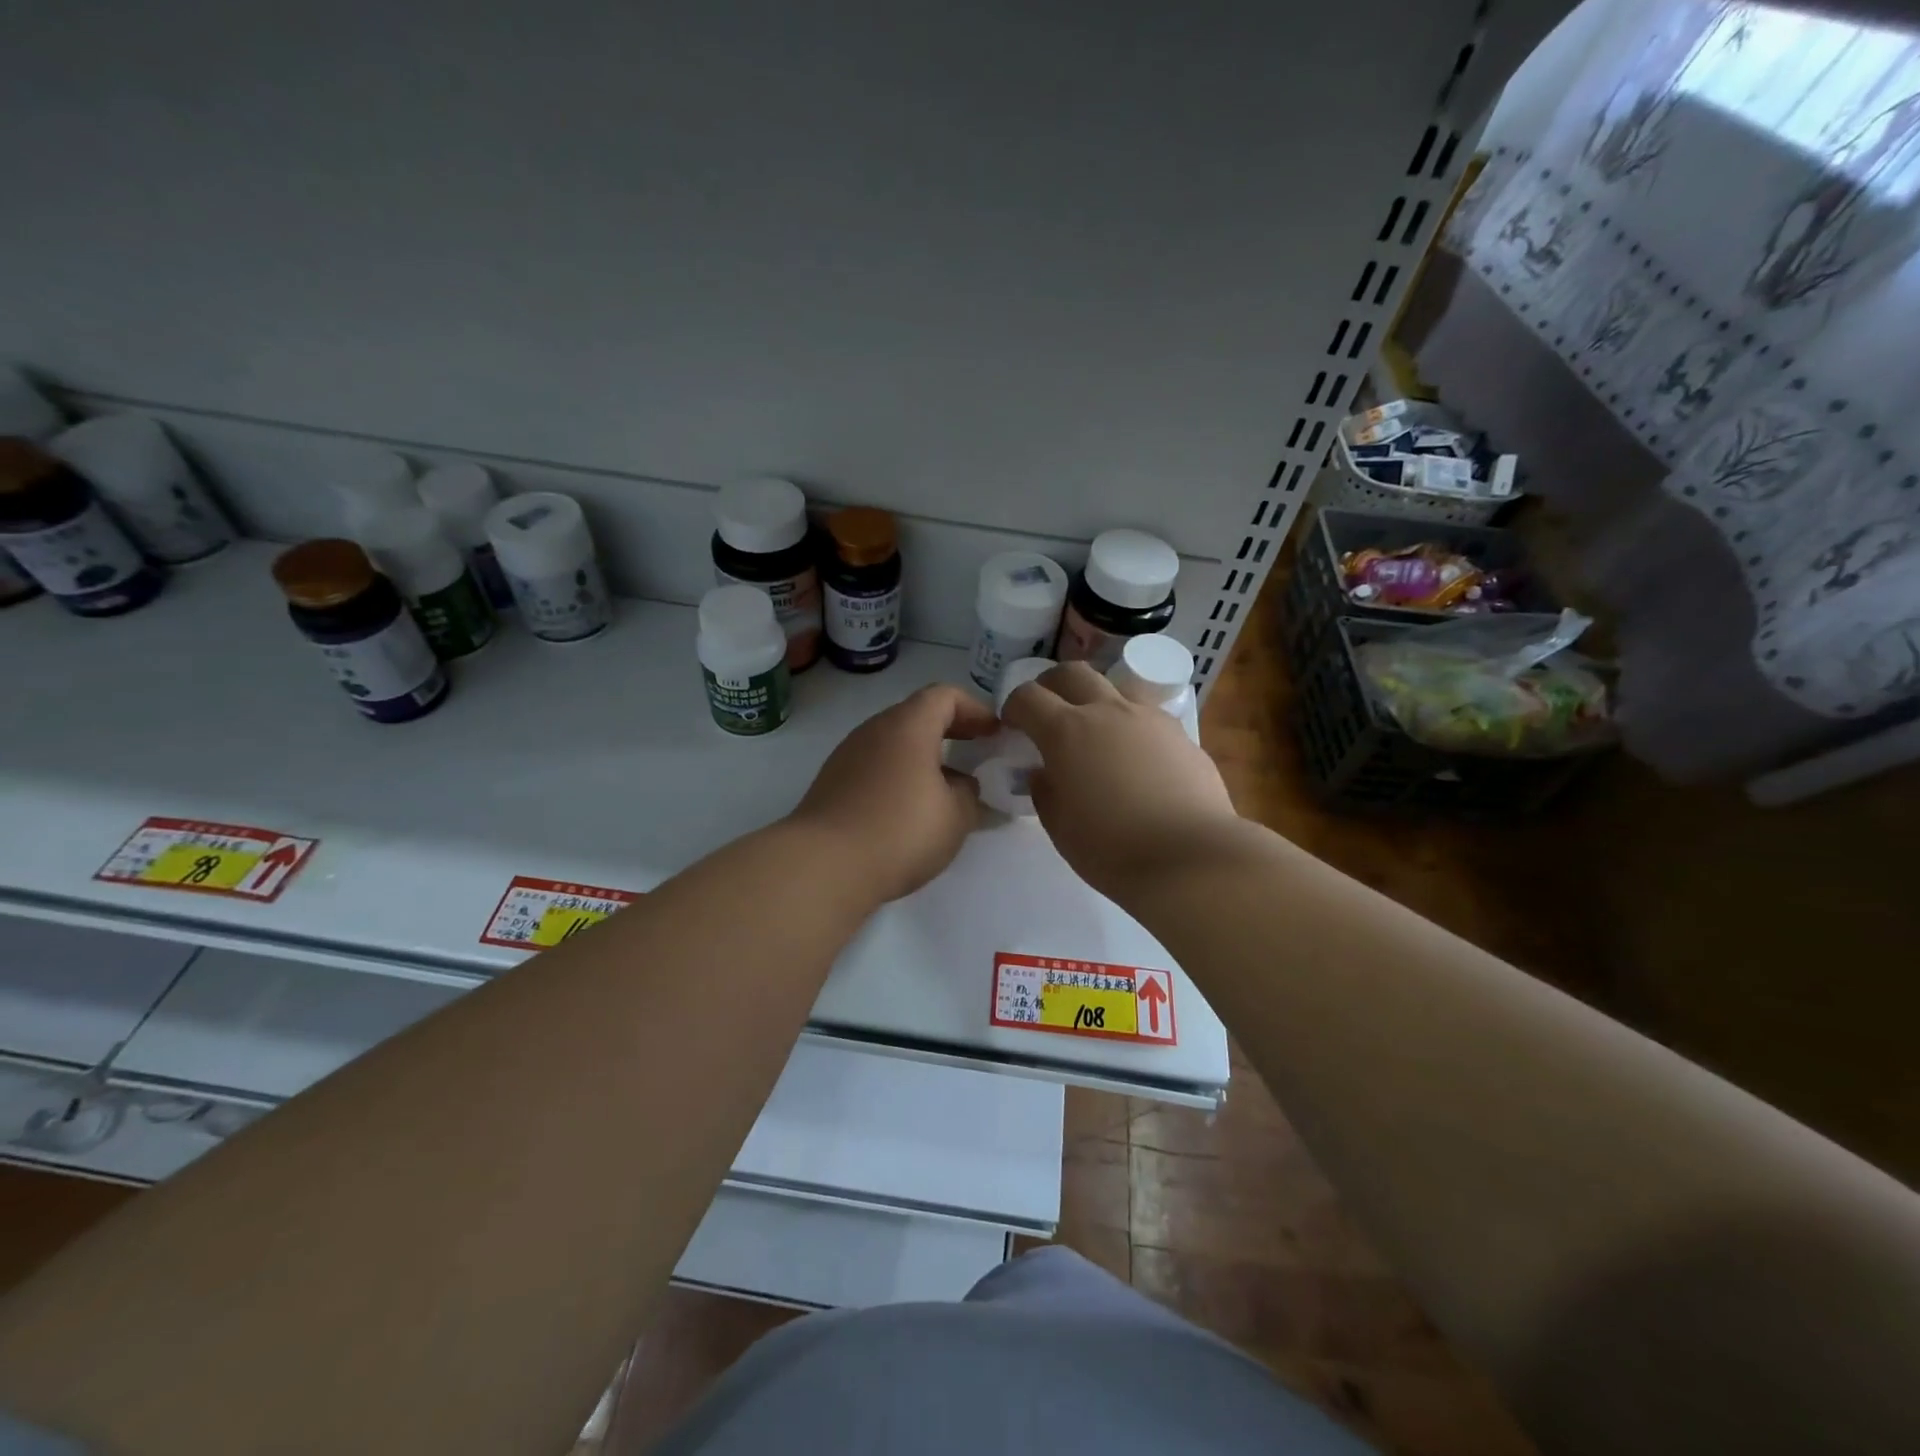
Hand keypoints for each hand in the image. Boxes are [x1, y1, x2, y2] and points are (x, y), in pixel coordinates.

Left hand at [789, 684, 999, 903]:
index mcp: (908, 726)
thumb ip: (970, 794)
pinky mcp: (833, 782)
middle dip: (951, 731)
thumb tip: (964, 786)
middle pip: (918, 715)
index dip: (975, 709)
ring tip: (947, 788)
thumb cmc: (899, 831)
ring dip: (924, 756)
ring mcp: (848, 755)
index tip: (995, 734)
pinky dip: (900, 774)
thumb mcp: (955, 816)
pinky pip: (876, 765)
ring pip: (895, 742)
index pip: (945, 695)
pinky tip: (910, 809)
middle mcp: (874, 730)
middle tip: (976, 754)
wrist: (823, 865)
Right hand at [1000, 662, 1239, 904]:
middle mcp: (1107, 711)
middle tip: (1048, 710)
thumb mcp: (1060, 828)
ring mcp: (1148, 718)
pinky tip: (1135, 755)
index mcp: (1066, 731)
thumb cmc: (1112, 848)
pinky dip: (1130, 723)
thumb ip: (1045, 791)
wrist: (1191, 857)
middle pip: (1072, 672)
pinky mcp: (1181, 733)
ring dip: (1096, 697)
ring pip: (1115, 685)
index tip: (1012, 725)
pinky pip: (1147, 713)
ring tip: (1095, 729)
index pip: (1028, 697)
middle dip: (1051, 685)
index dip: (1013, 706)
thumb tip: (1044, 772)